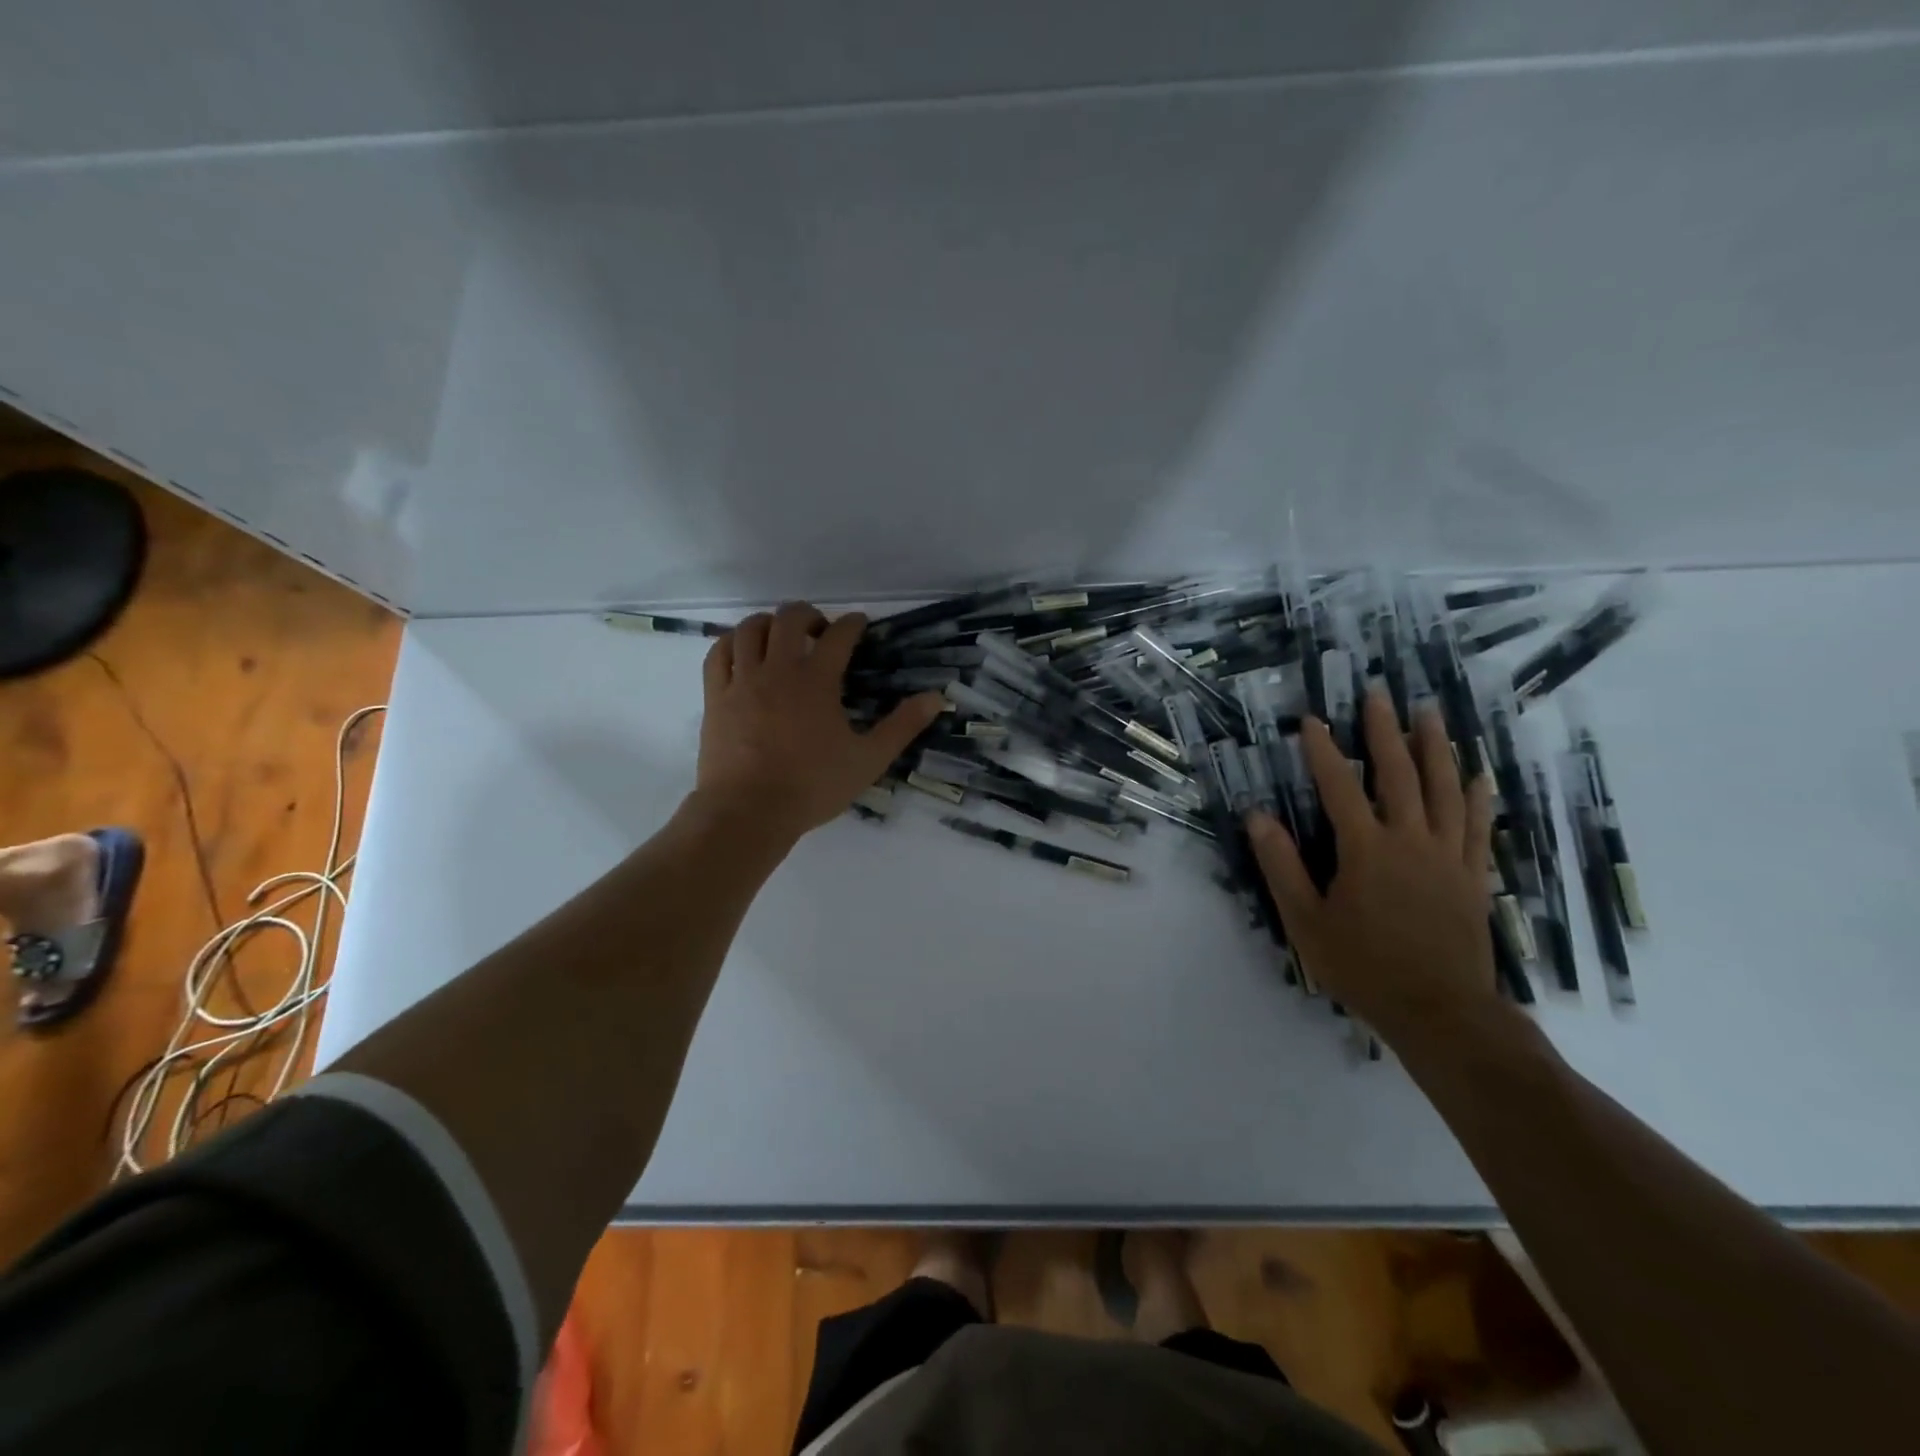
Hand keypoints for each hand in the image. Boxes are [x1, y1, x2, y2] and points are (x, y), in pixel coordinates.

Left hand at [696, 602, 942, 842]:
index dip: (852, 623)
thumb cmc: (812, 787)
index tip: (860, 624)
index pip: (839, 635)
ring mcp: (742, 680)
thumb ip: (902, 726)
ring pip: (750, 628)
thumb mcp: (868, 760)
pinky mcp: (716, 696)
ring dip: (769, 623)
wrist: (748, 812)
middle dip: (809, 614)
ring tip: (781, 637)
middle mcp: (778, 669)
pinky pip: (719, 653)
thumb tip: (936, 698)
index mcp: (816, 681)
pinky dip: (733, 642)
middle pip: (790, 618)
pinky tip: (743, 651)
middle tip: (821, 631)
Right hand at [1246, 689, 1498, 1043]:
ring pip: (1444, 789)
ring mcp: (1447, 855)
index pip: (1339, 787)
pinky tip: (1478, 772)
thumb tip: (1256, 816)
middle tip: (1379, 694)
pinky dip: (1477, 795)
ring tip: (1428, 713)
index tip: (1311, 720)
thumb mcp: (1305, 920)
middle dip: (1384, 731)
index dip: (1323, 751)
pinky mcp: (1472, 875)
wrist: (1440, 1011)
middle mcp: (1410, 840)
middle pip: (1399, 774)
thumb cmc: (1363, 966)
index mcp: (1365, 849)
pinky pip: (1477, 825)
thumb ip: (1281, 865)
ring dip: (1435, 747)